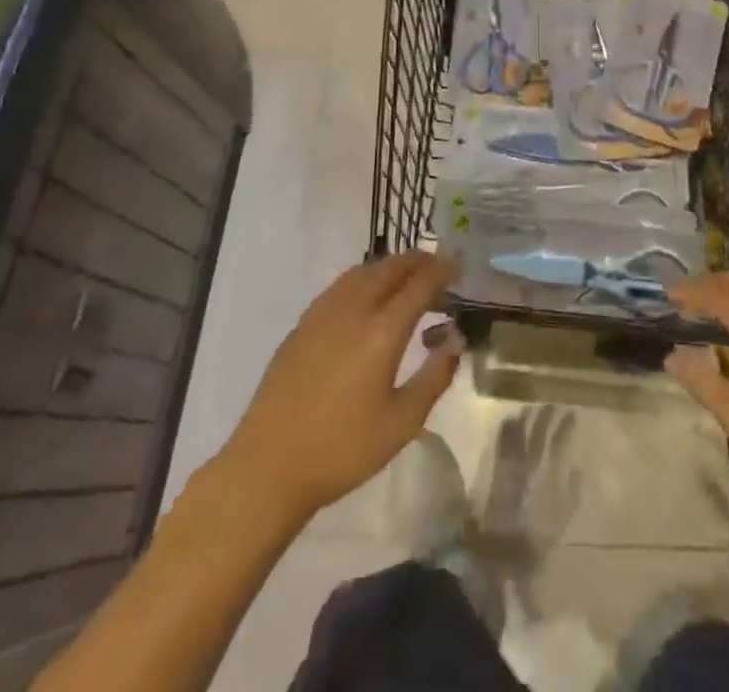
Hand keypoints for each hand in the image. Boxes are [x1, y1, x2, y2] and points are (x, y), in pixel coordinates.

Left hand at [221, 253, 463, 523]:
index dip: (443, 269)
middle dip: (419, 262)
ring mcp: (324, 312)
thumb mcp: (402, 422)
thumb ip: (435, 375)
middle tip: (438, 270)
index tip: (460, 264)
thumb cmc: (342, 449)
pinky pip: (342, 284)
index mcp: (382, 330)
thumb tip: (455, 339)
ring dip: (391, 267)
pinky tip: (368, 299)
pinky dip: (365, 278)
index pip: (420, 283)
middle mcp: (354, 308)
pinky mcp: (303, 323)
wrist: (268, 466)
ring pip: (364, 270)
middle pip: (391, 267)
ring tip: (407, 280)